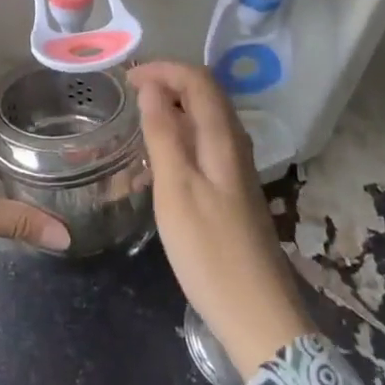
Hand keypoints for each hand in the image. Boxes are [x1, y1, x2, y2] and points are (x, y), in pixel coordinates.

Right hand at [131, 61, 315, 379]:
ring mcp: (236, 169)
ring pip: (205, 120)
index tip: (126, 78)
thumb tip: (151, 87)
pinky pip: (204, 144)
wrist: (257, 316)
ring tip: (137, 119)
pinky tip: (158, 158)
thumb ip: (163, 134)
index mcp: (223, 138)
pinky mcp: (232, 191)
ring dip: (173, 108)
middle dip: (167, 82)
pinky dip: (179, 135)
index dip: (163, 69)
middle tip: (128, 92)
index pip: (198, 79)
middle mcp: (235, 145)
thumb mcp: (176, 190)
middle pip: (205, 94)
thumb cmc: (210, 252)